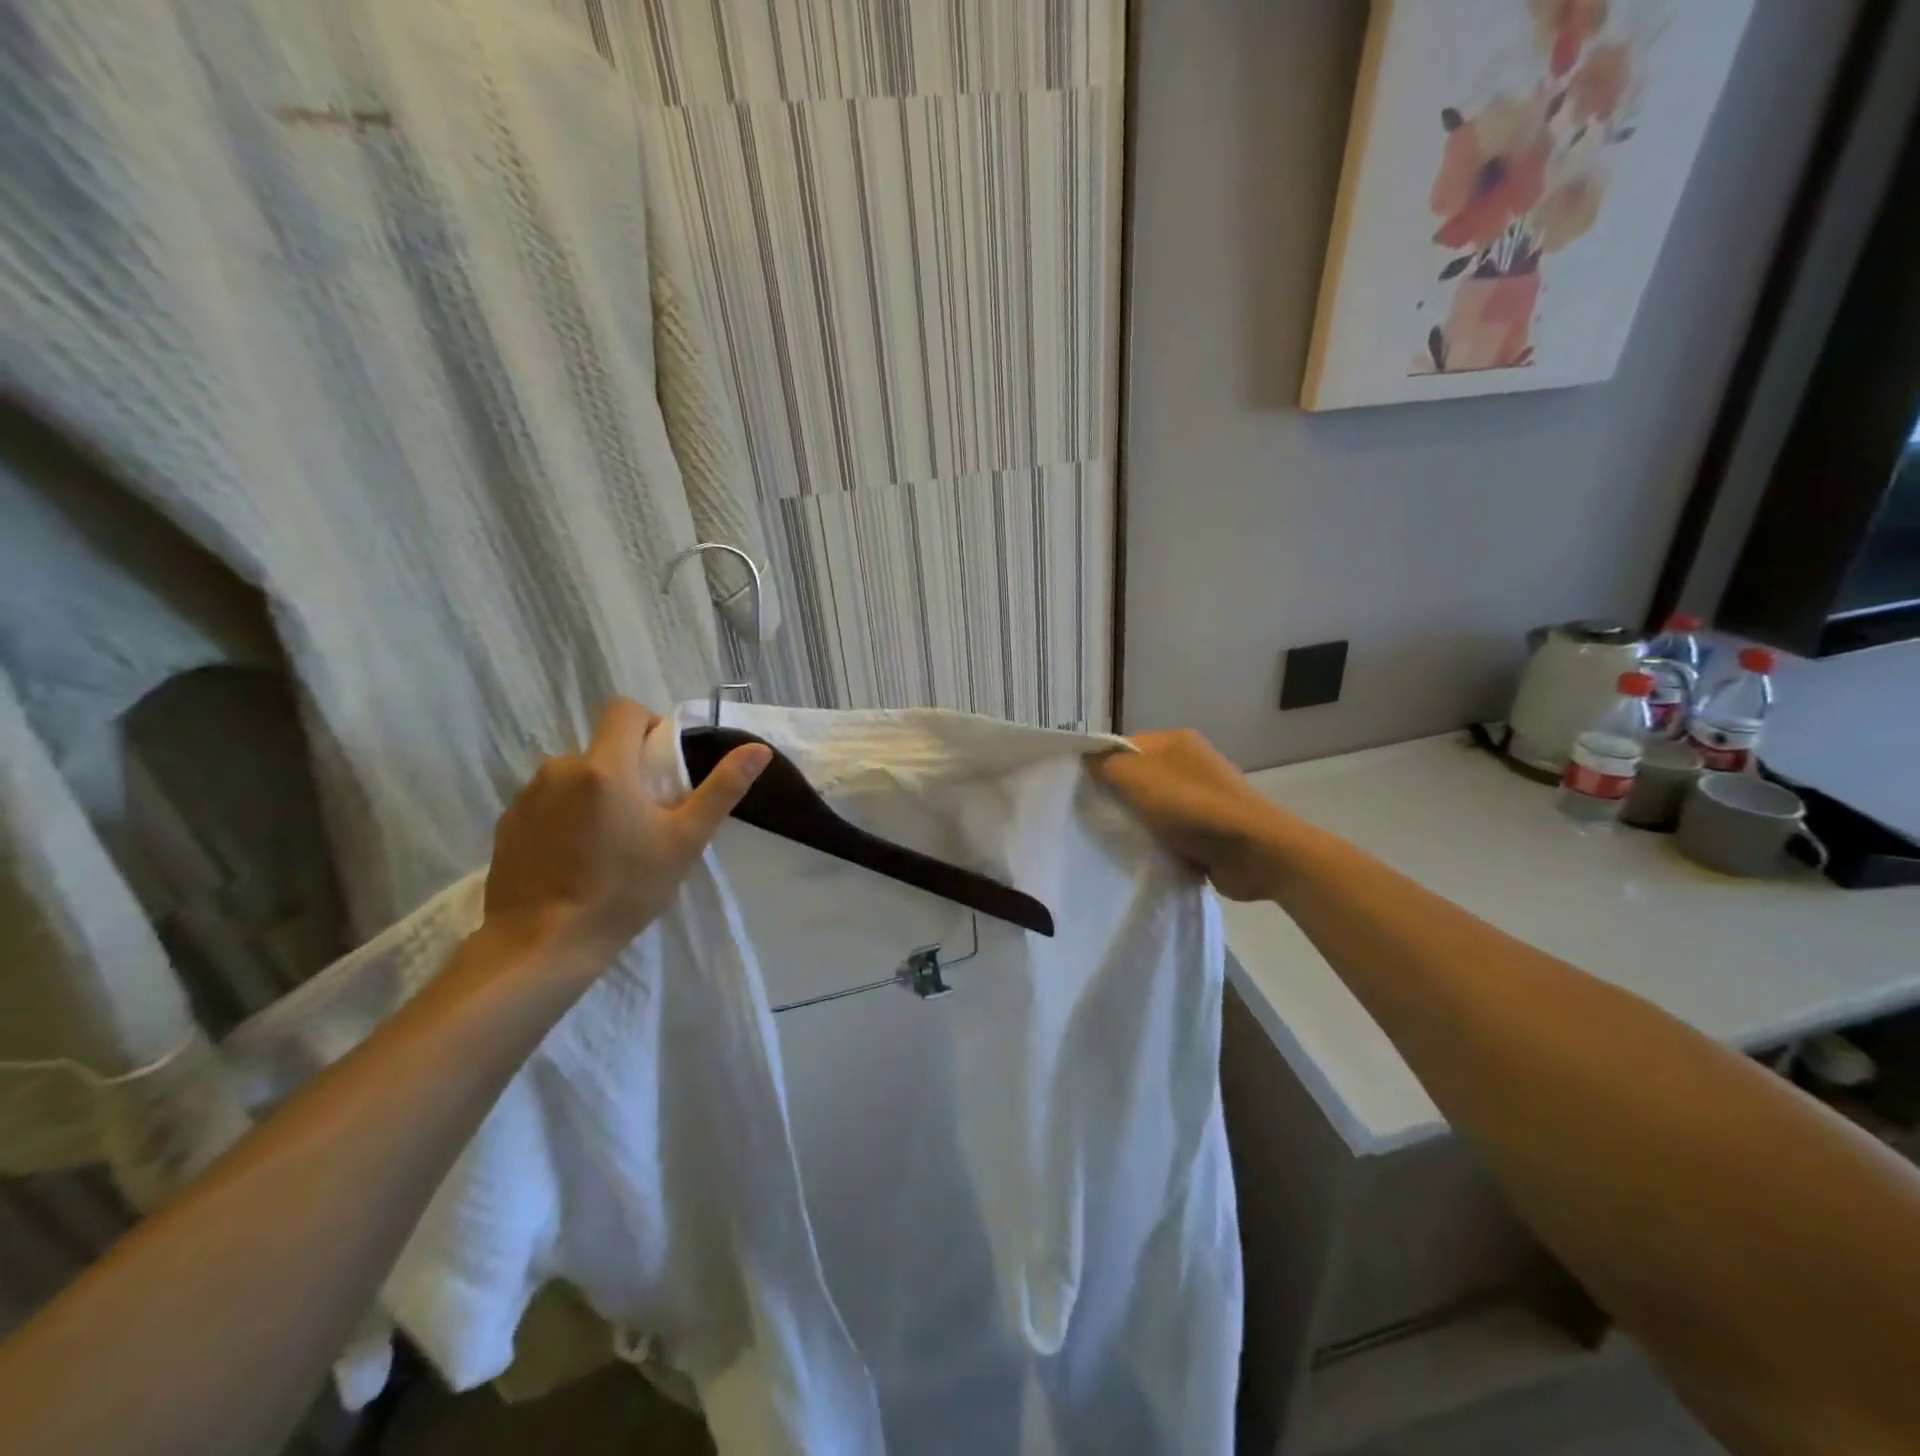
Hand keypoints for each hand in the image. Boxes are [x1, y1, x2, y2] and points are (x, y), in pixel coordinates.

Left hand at [481, 699, 770, 970]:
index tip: (662, 765)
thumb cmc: (624, 890)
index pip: (624, 710)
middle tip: (644, 815)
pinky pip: (546, 803)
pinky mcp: (507, 825)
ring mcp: (527, 797)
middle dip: (626, 769)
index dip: (649, 726)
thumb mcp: (685, 840)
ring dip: (594, 793)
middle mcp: (559, 768)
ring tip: (608, 841)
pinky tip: (575, 857)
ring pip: (573, 776)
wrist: (543, 945)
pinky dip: (564, 816)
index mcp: (605, 766)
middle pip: (601, 747)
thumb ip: (722, 789)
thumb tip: (758, 749)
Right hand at [1088, 730, 1299, 900]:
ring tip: (1117, 840)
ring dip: (1138, 824)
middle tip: (1094, 818)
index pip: (1122, 746)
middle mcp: (1189, 763)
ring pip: (1152, 808)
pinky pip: (1171, 832)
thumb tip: (1087, 760)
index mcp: (1175, 741)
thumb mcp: (1137, 778)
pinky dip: (1159, 843)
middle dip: (1117, 798)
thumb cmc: (1191, 807)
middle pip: (1137, 777)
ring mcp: (1202, 796)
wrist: (1254, 851)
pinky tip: (1144, 854)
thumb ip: (1105, 765)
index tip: (1080, 792)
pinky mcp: (1210, 828)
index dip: (1100, 766)